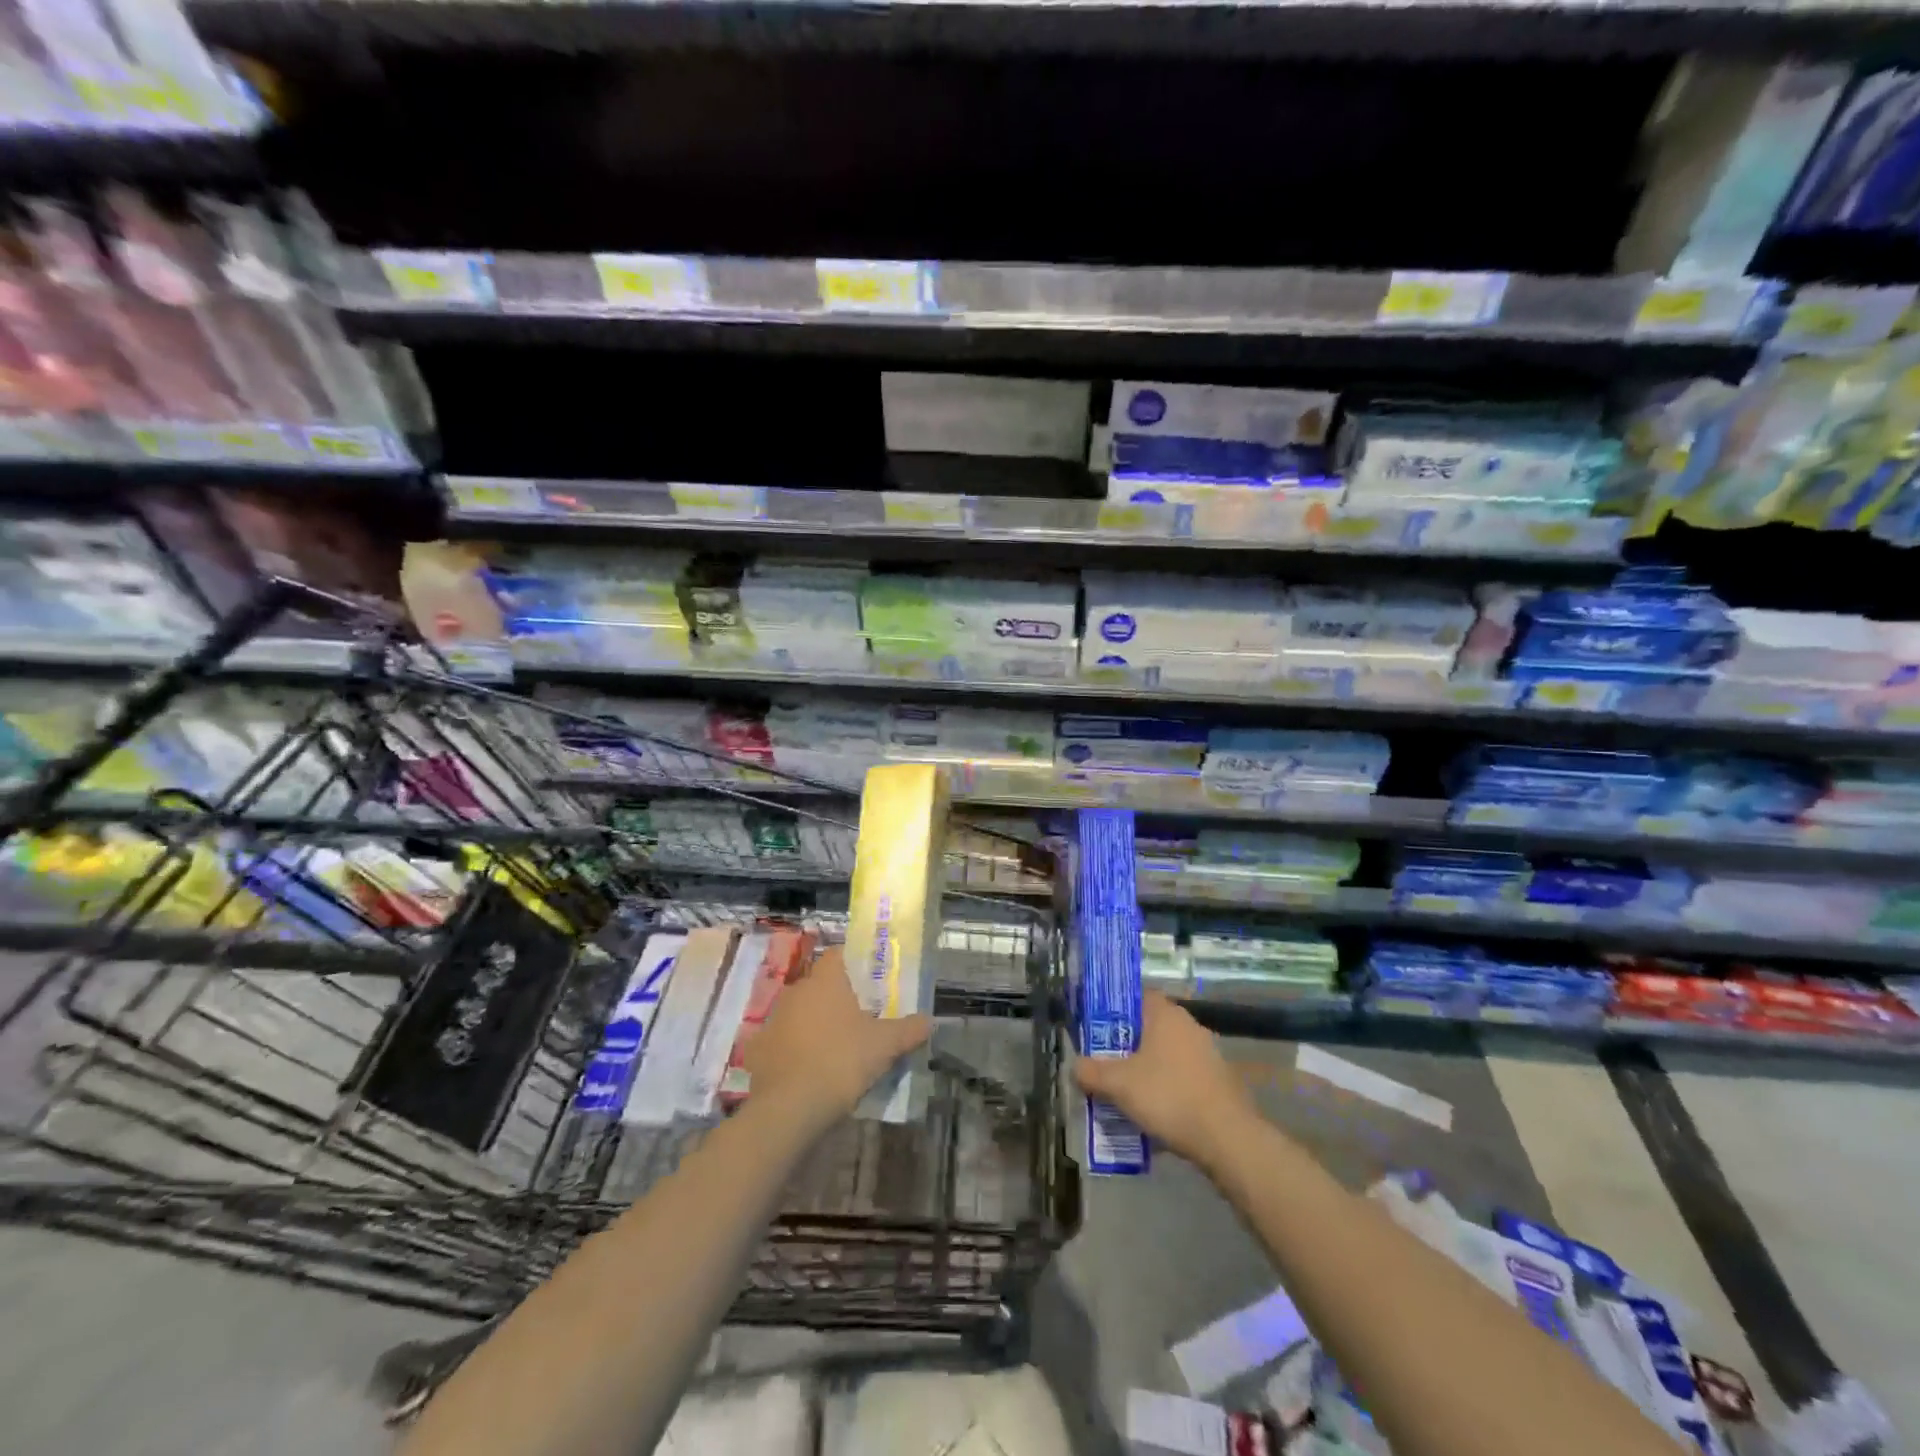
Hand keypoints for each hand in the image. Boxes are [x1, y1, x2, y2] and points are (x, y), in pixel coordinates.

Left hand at [741, 944, 932, 1134]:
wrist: (789, 1108)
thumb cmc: (841, 1061)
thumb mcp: (885, 1046)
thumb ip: (908, 1030)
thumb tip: (929, 1021)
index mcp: (825, 981)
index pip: (838, 955)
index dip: (854, 963)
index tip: (869, 980)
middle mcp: (796, 991)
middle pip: (820, 985)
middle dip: (837, 998)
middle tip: (859, 1018)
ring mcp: (773, 1020)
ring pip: (799, 1013)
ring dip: (814, 1024)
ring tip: (836, 1047)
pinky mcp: (758, 1050)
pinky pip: (782, 1041)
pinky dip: (794, 1050)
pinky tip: (809, 1070)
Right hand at [1073, 992, 1256, 1169]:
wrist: (1227, 1139)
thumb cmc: (1169, 1096)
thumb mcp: (1119, 1085)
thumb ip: (1091, 1072)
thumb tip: (1075, 1065)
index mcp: (1166, 1014)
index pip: (1135, 997)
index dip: (1113, 1010)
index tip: (1096, 1030)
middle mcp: (1189, 1025)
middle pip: (1149, 1028)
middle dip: (1126, 1046)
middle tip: (1104, 1065)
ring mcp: (1208, 1053)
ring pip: (1166, 1055)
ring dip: (1147, 1070)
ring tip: (1125, 1094)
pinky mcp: (1219, 1081)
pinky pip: (1182, 1077)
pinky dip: (1167, 1088)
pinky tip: (1154, 1113)